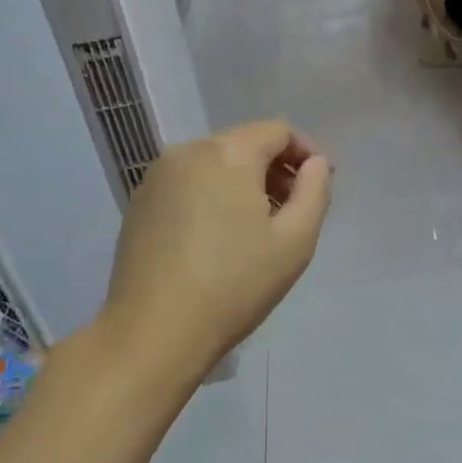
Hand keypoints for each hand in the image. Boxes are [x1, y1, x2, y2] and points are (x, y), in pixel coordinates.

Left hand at [103, 120, 330, 375]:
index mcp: (227, 154)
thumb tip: (315, 165)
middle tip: (294, 209)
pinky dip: (213, 196)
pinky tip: (220, 238)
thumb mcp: (295, 241)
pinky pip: (188, 184)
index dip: (307, 151)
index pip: (277, 131)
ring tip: (259, 228)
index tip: (322, 183)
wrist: (155, 331)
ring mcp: (156, 177)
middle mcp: (186, 152)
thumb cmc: (235, 285)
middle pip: (243, 144)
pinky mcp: (139, 204)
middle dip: (276, 168)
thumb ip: (315, 191)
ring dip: (244, 183)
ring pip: (214, 164)